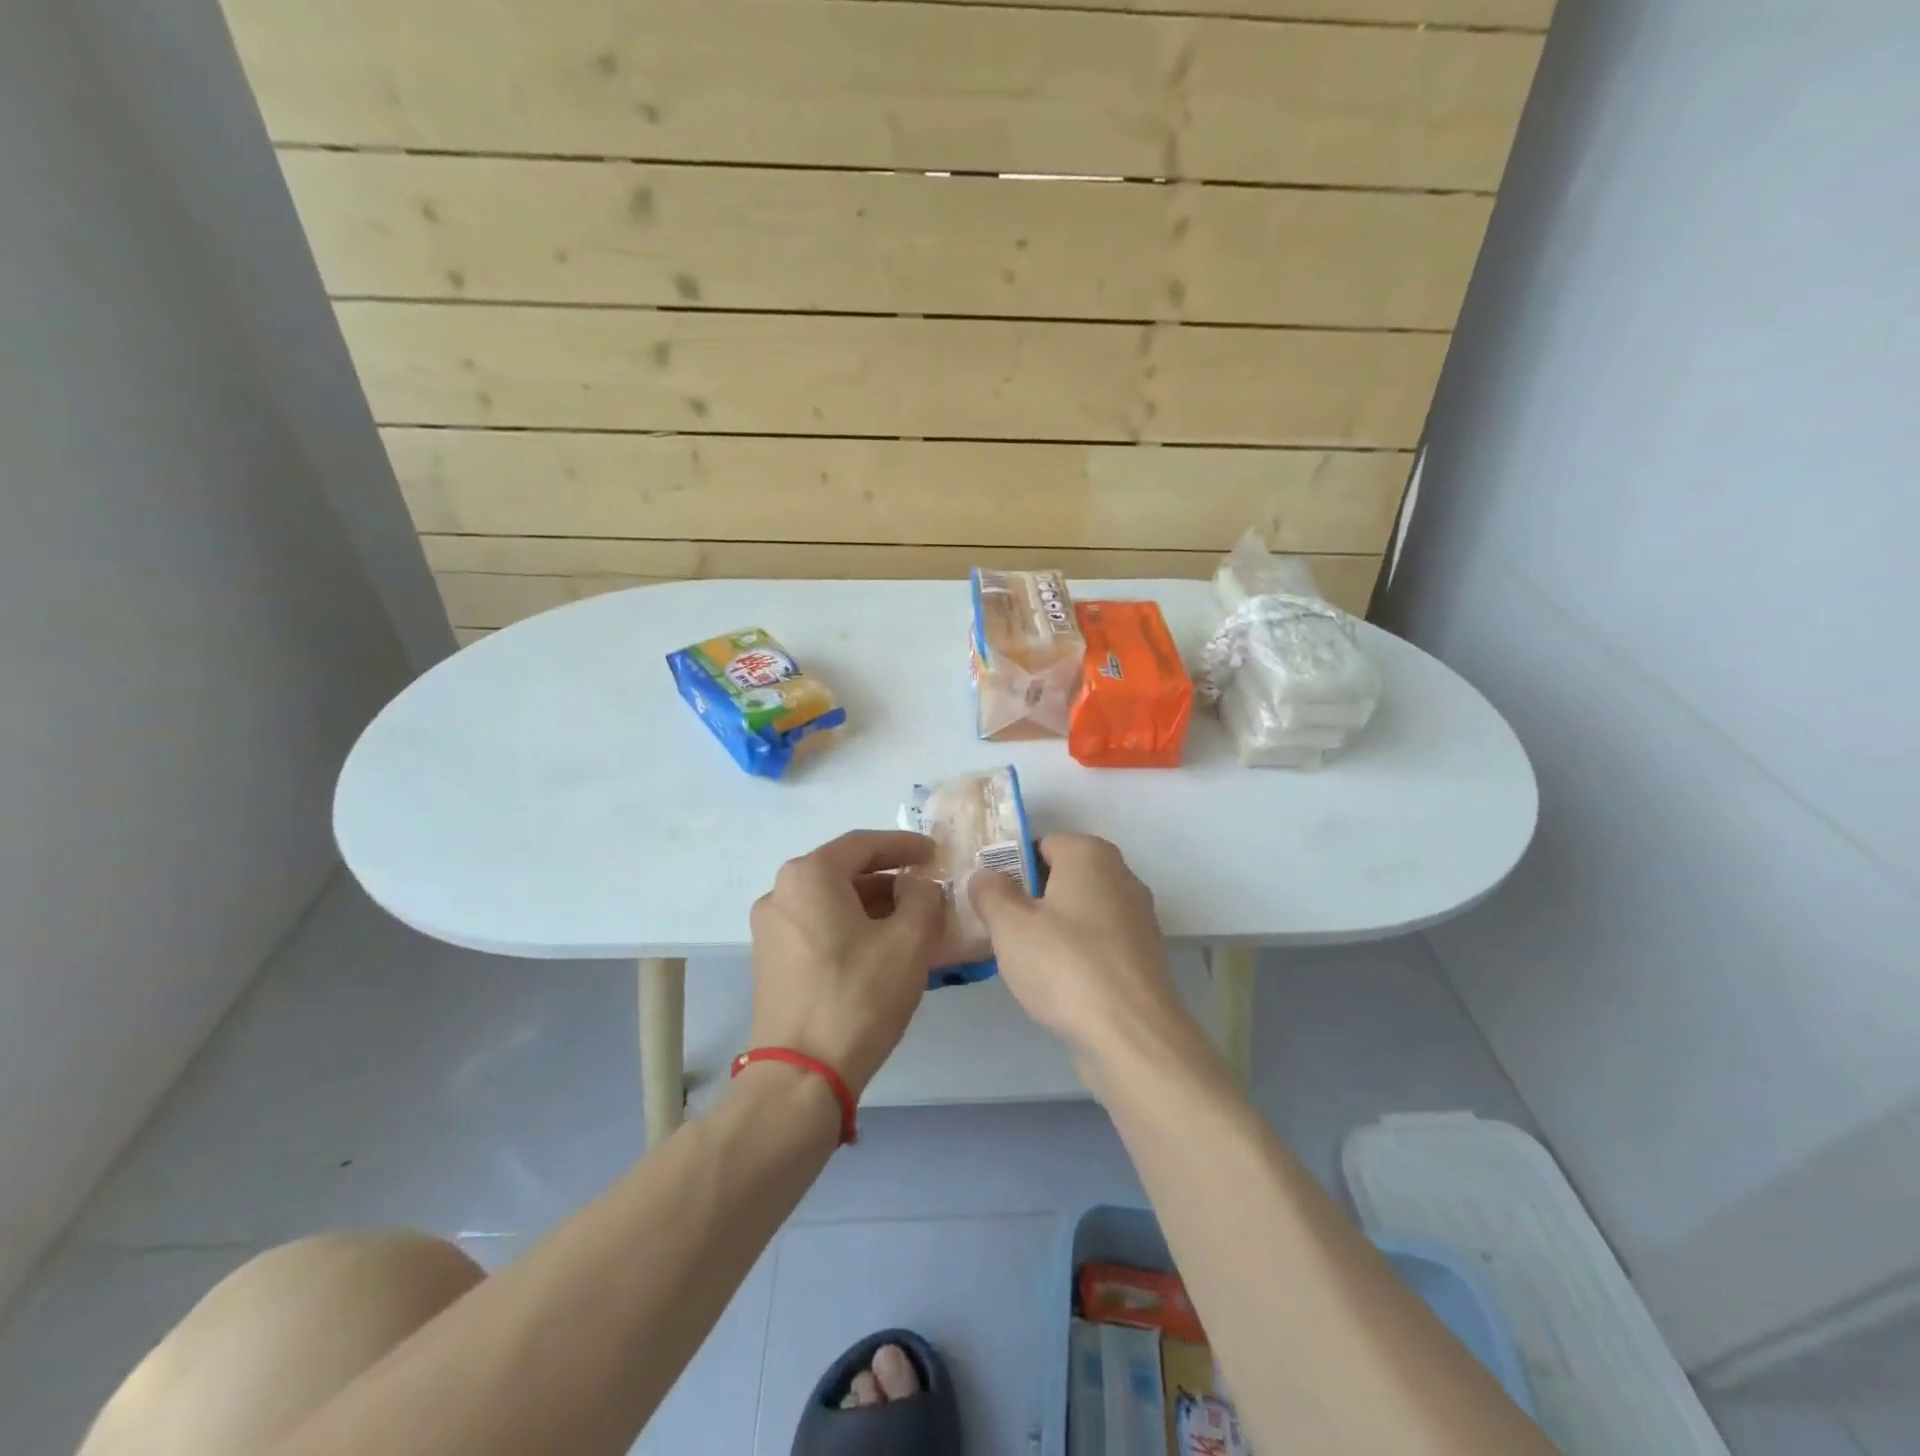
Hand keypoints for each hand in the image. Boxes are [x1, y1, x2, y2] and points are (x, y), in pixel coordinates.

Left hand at [748, 831, 945, 1095]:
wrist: (800, 1076)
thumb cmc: (858, 996)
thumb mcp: (909, 941)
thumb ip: (923, 898)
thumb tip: (918, 886)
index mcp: (809, 876)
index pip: (864, 844)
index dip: (905, 845)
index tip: (936, 853)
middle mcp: (781, 892)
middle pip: (845, 871)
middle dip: (890, 878)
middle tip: (927, 890)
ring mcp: (771, 929)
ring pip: (831, 901)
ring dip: (872, 906)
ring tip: (911, 922)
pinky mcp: (771, 960)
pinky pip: (818, 926)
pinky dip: (851, 927)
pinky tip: (880, 948)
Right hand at [969, 834, 1213, 1093]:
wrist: (1130, 1036)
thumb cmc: (1064, 966)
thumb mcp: (1009, 925)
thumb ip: (990, 892)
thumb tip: (984, 875)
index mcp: (1090, 855)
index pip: (1041, 843)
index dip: (1010, 866)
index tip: (988, 896)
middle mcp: (1121, 875)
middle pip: (1063, 876)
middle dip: (1030, 897)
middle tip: (999, 927)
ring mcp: (1138, 917)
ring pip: (1080, 911)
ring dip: (1052, 927)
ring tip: (1022, 958)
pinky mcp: (1143, 956)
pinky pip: (1098, 941)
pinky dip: (1076, 953)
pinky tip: (1056, 981)